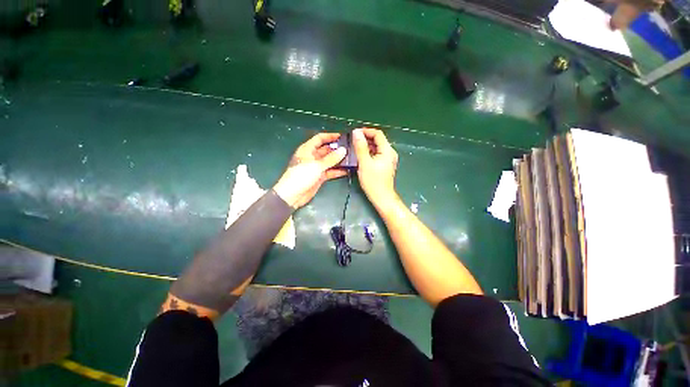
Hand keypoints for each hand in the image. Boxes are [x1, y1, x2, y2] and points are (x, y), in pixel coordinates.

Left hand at [273, 133, 347, 208]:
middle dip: (337, 149)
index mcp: (307, 149)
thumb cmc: (301, 176)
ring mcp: (316, 167)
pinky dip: (337, 171)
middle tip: (350, 149)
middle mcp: (312, 156)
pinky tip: (347, 170)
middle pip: (326, 150)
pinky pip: (330, 171)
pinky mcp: (319, 177)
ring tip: (351, 159)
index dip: (330, 136)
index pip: (320, 138)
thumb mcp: (316, 165)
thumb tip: (344, 150)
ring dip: (338, 160)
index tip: (342, 136)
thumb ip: (331, 158)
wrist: (293, 195)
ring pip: (329, 161)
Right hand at [352, 128, 398, 207]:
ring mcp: (388, 159)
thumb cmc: (373, 181)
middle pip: (378, 140)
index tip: (354, 133)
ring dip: (366, 146)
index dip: (366, 131)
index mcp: (387, 150)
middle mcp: (390, 153)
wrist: (382, 197)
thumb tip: (356, 132)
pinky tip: (360, 156)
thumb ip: (360, 147)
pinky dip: (369, 153)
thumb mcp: (364, 163)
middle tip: (353, 141)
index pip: (377, 134)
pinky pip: (377, 154)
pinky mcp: (385, 165)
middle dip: (365, 138)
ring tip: (354, 148)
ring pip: (376, 147)